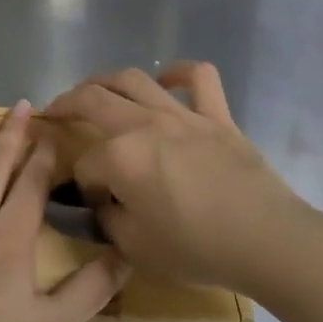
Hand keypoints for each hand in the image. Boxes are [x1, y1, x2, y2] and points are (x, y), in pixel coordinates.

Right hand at [44, 62, 322, 293]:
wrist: (267, 240)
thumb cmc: (197, 249)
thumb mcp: (136, 248)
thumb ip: (109, 220)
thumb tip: (103, 202)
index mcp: (120, 157)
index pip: (85, 163)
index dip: (81, 182)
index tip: (91, 202)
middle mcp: (144, 125)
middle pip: (92, 100)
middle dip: (66, 104)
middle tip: (55, 112)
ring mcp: (182, 115)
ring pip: (134, 79)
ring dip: (105, 79)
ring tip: (94, 88)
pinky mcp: (217, 117)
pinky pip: (199, 78)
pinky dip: (180, 73)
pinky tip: (167, 80)